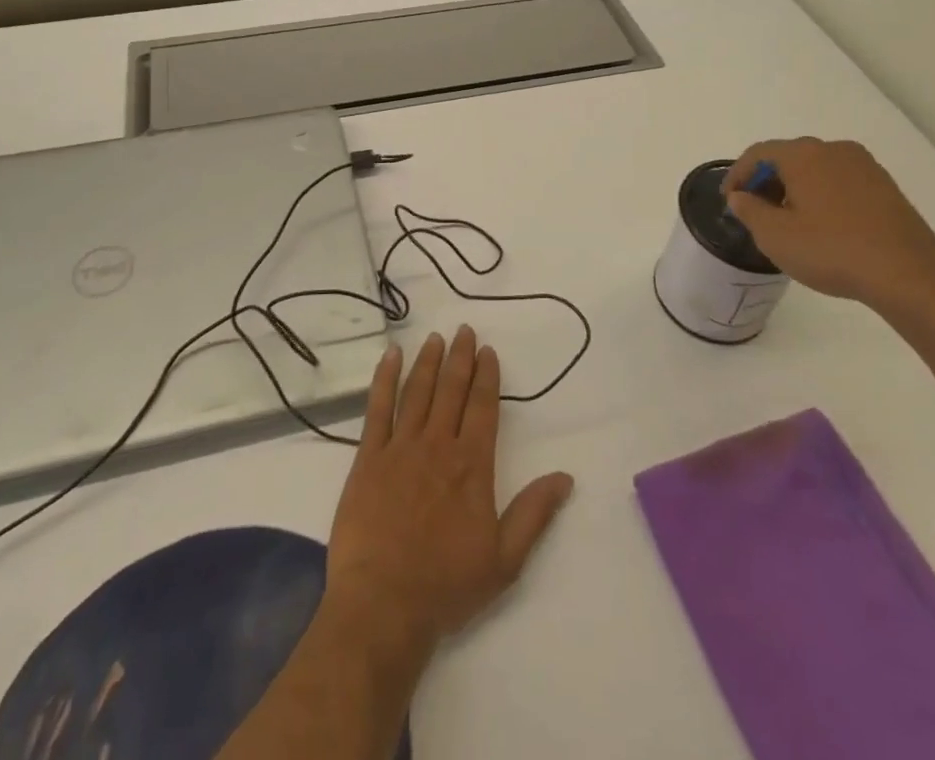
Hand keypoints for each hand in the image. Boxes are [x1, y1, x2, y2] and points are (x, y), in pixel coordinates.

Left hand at [324, 328, 573, 663]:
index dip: (486, 376)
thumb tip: (565, 477)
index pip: (483, 407)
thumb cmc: (447, 585)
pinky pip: (378, 408)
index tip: (488, 351)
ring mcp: (401, 447)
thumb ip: (534, 514)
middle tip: (464, 330)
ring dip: (428, 361)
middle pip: (451, 390)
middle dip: (460, 357)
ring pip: (418, 391)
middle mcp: (438, 445)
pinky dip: (384, 378)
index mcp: (472, 465)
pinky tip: (390, 356)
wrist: (383, 604)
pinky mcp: (369, 457)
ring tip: (435, 338)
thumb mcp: (504, 559)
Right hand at [722, 138, 934, 310]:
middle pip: (788, 157)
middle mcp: (834, 149)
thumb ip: (749, 211)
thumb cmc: (832, 250)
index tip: (729, 200)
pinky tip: (823, 224)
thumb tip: (740, 197)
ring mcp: (864, 166)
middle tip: (756, 210)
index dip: (737, 175)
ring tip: (788, 220)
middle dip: (767, 181)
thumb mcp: (775, 236)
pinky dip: (822, 194)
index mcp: (804, 154)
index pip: (758, 153)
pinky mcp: (885, 186)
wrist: (909, 275)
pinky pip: (840, 181)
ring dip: (795, 188)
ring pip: (816, 168)